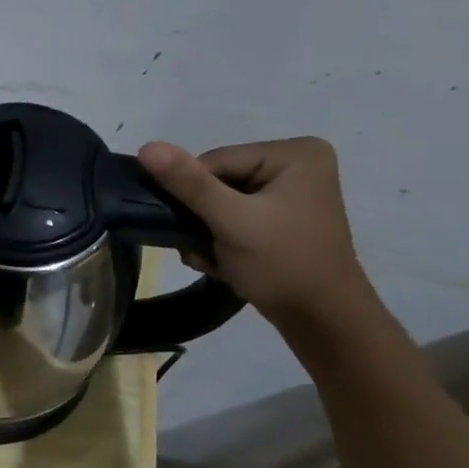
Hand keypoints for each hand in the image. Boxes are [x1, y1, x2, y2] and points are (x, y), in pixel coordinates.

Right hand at [137, 137, 376, 326]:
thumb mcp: (230, 221)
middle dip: (201, 218)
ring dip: (207, 232)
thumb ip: (188, 183)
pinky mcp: (283, 217)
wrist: (322, 320)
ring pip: (221, 202)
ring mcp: (291, 192)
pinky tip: (225, 261)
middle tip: (203, 250)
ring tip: (213, 259)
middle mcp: (297, 164)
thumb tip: (146, 146)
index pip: (215, 161)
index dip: (193, 195)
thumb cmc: (282, 264)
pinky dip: (222, 239)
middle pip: (217, 181)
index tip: (194, 230)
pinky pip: (235, 216)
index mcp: (294, 153)